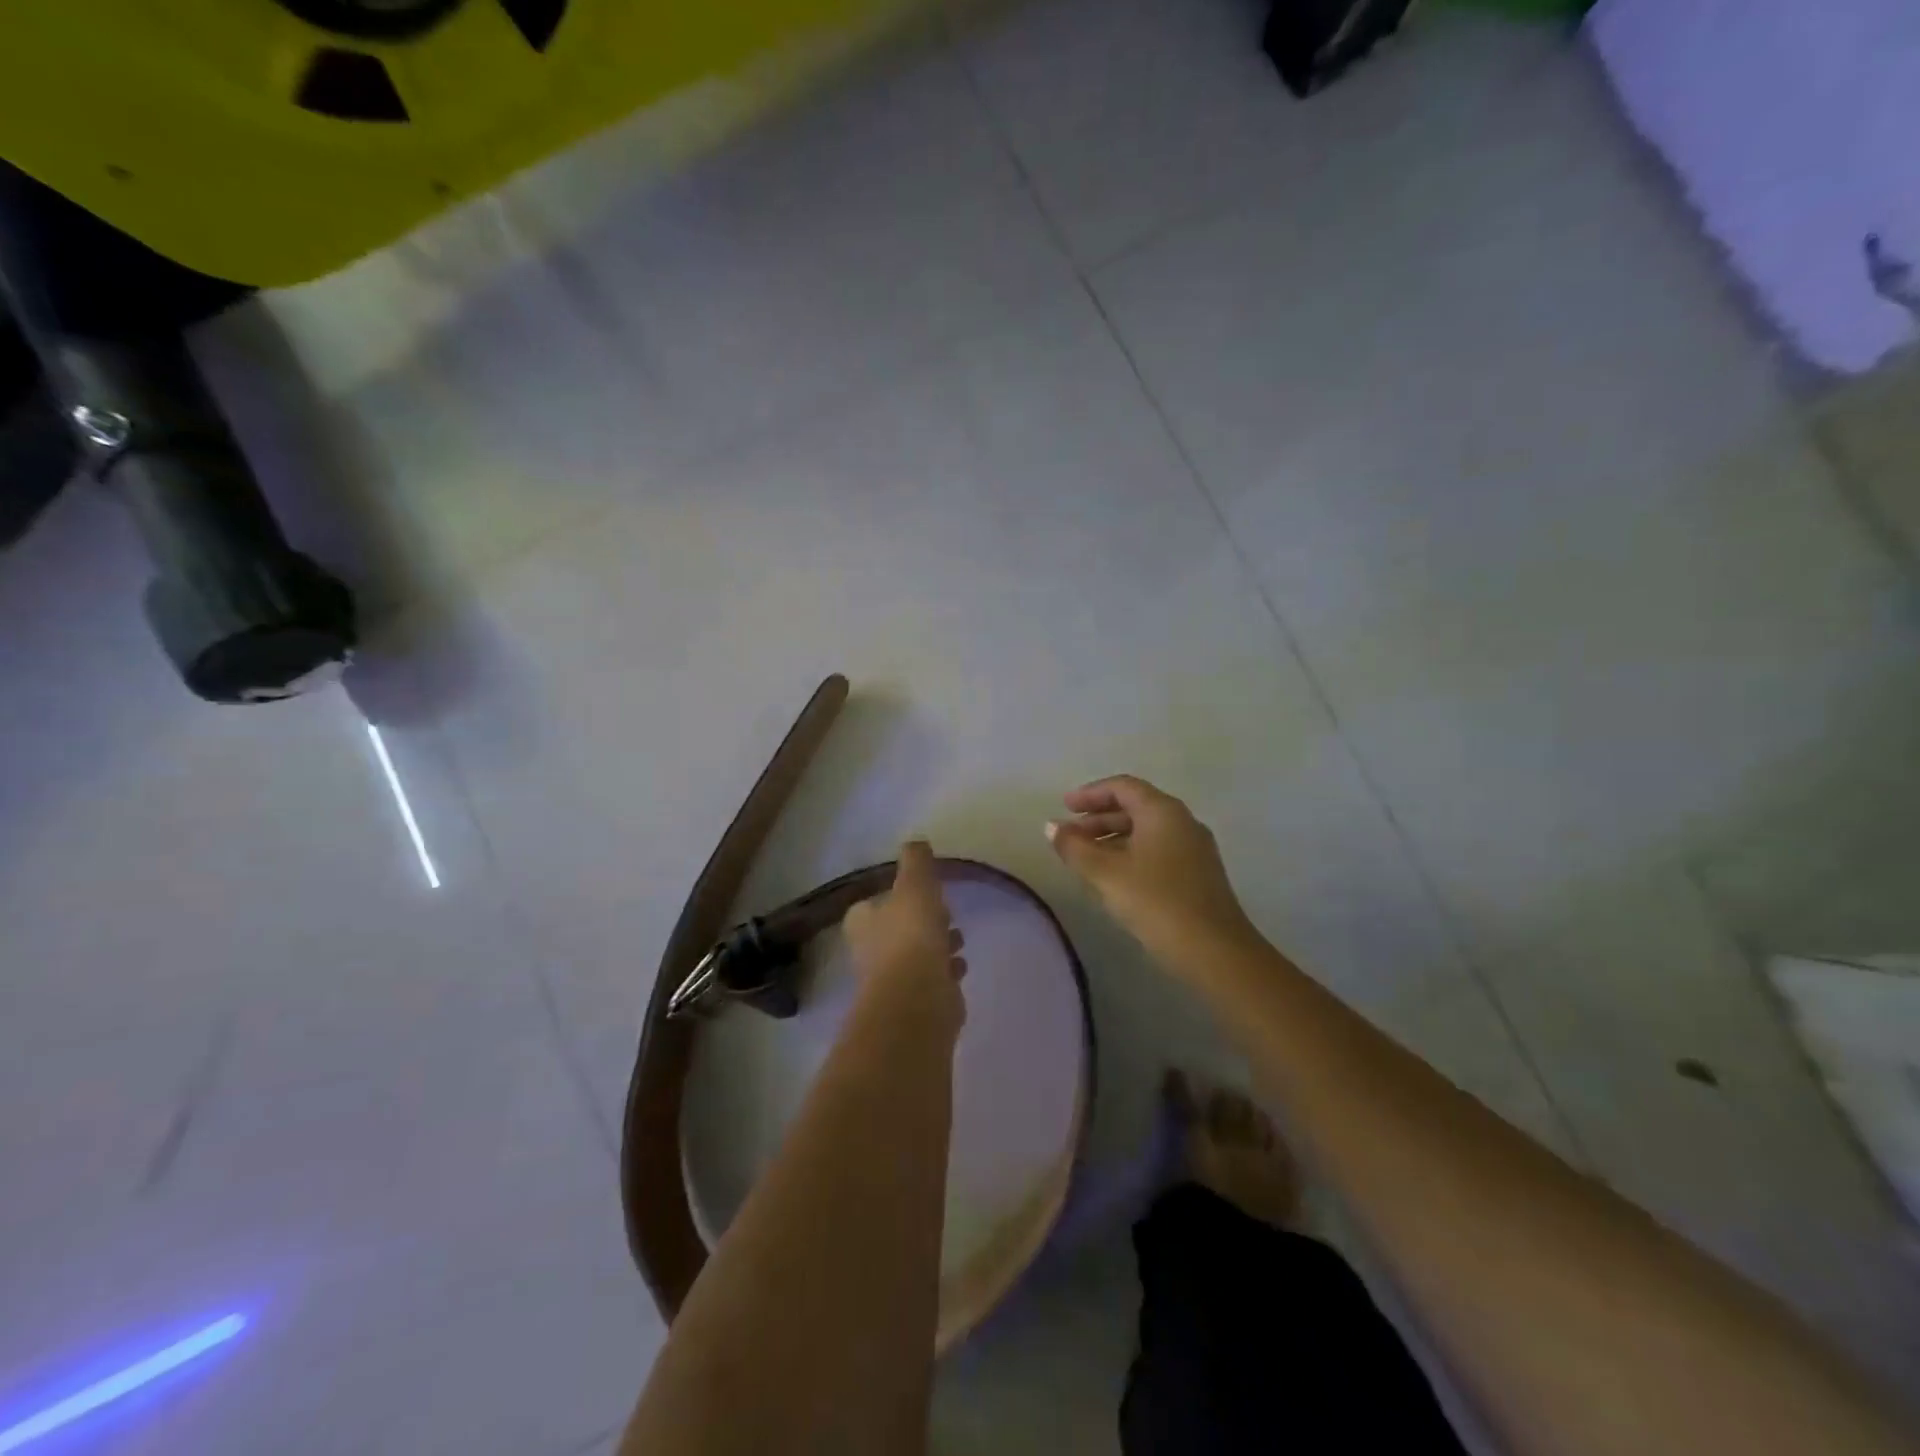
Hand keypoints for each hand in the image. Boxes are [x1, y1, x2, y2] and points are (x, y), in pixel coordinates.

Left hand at [844, 840, 966, 1010]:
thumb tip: (916, 842)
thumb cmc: (911, 934)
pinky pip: (930, 980)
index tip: (918, 892)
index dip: (893, 897)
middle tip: (944, 913)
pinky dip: (944, 971)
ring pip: (915, 956)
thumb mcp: (915, 884)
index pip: (871, 905)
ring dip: (936, 946)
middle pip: (895, 931)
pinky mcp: (913, 1003)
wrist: (918, 998)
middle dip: (919, 922)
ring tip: (959, 939)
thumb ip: (916, 861)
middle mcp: (870, 952)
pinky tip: (960, 967)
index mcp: (862, 922)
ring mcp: (890, 981)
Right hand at [1046, 776, 1257, 962]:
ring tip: (1084, 859)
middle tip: (1069, 836)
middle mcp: (1182, 821)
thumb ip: (1075, 847)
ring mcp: (1194, 848)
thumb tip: (1051, 826)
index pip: (1122, 786)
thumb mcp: (1106, 873)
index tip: (1064, 807)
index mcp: (1163, 811)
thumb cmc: (1156, 902)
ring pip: (1146, 831)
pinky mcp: (1198, 874)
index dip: (1090, 794)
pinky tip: (1114, 878)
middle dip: (1098, 818)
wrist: (1215, 951)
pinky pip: (1157, 850)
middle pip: (1135, 807)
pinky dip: (1130, 854)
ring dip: (1112, 838)